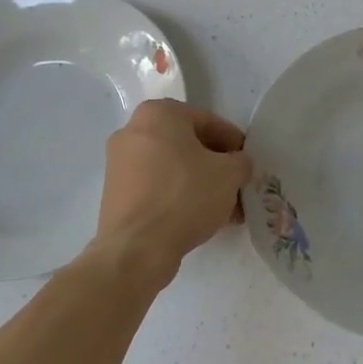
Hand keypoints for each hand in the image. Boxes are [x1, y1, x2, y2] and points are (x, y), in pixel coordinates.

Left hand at [93, 100, 251, 287]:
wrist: (136, 249)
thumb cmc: (185, 196)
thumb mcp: (229, 174)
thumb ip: (241, 161)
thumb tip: (238, 164)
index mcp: (158, 114)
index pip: (208, 121)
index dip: (234, 142)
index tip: (247, 162)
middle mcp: (133, 130)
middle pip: (188, 144)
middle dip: (216, 165)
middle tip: (237, 184)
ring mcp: (120, 163)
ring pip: (173, 167)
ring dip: (200, 183)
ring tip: (225, 208)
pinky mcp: (115, 193)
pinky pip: (157, 186)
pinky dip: (179, 196)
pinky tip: (201, 218)